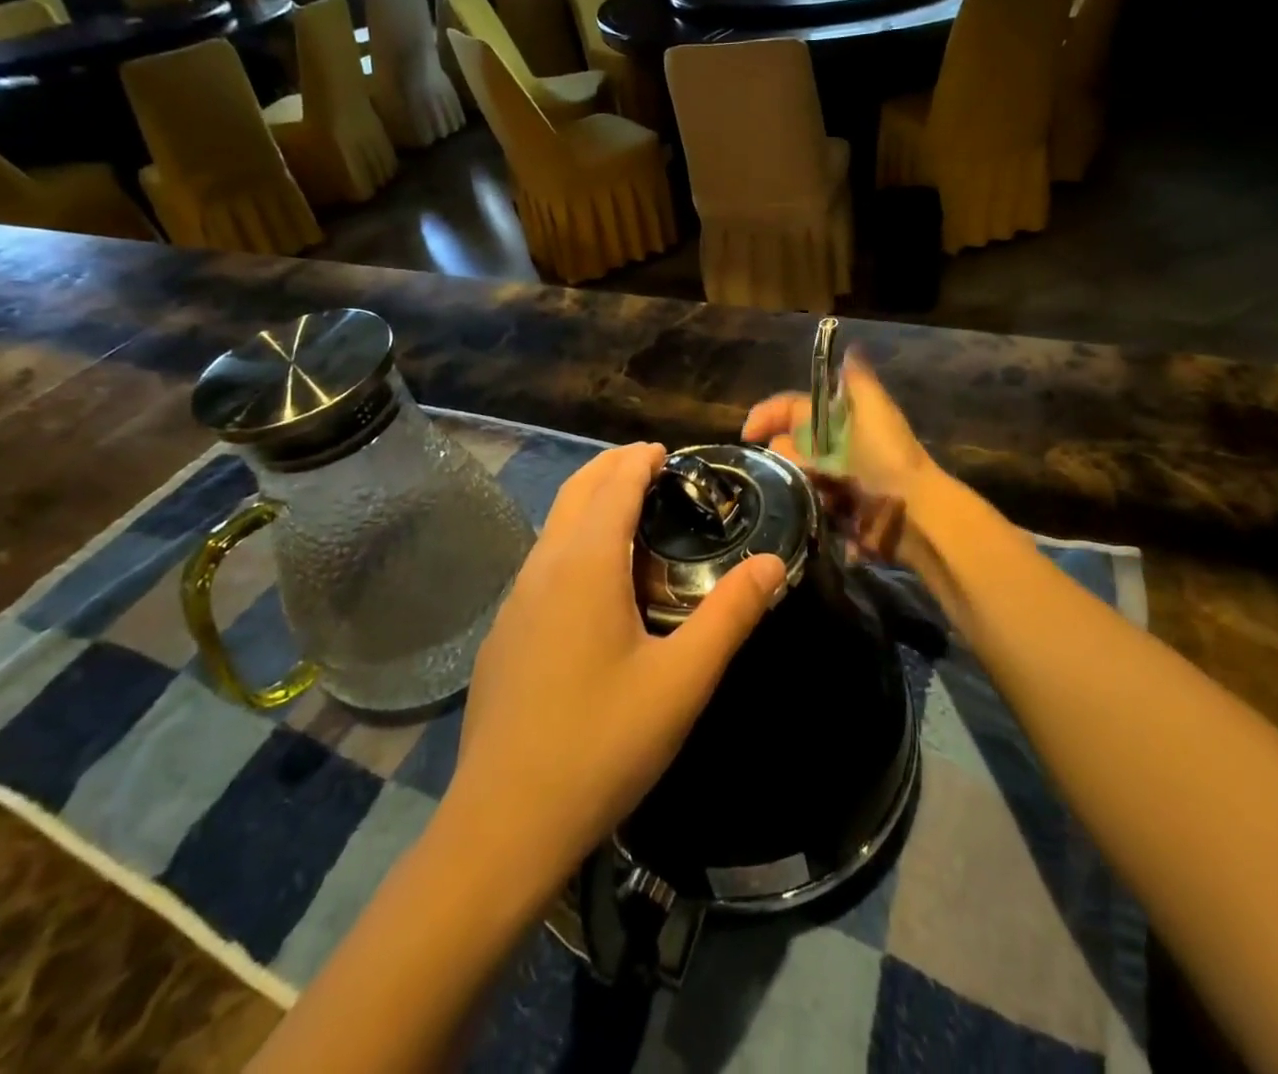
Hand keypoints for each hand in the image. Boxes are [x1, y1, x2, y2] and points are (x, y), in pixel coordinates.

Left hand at [446, 442, 786, 887]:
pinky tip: (595, 582)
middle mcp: (542, 568)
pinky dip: (572, 539)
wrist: (503, 824)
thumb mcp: (682, 681)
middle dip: (612, 467)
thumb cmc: (602, 744)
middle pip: (576, 491)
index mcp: (585, 565)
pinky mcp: (503, 634)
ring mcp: (514, 602)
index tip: (670, 453)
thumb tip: (774, 562)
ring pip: (553, 525)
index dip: (640, 460)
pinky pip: (542, 562)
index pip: (613, 485)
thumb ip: (731, 615)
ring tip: (631, 514)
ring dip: (589, 502)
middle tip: (654, 468)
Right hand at [741, 352, 939, 561]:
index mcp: (840, 418)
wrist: (913, 512)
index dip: (769, 414)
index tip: (748, 434)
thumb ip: (859, 380)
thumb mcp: (876, 409)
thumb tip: (849, 349)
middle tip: (786, 467)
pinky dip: (801, 503)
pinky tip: (802, 508)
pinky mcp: (834, 511)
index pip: (794, 409)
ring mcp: (833, 480)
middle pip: (788, 443)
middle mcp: (834, 446)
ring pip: (793, 474)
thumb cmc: (889, 457)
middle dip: (779, 453)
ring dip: (789, 480)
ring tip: (795, 489)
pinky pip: (804, 503)